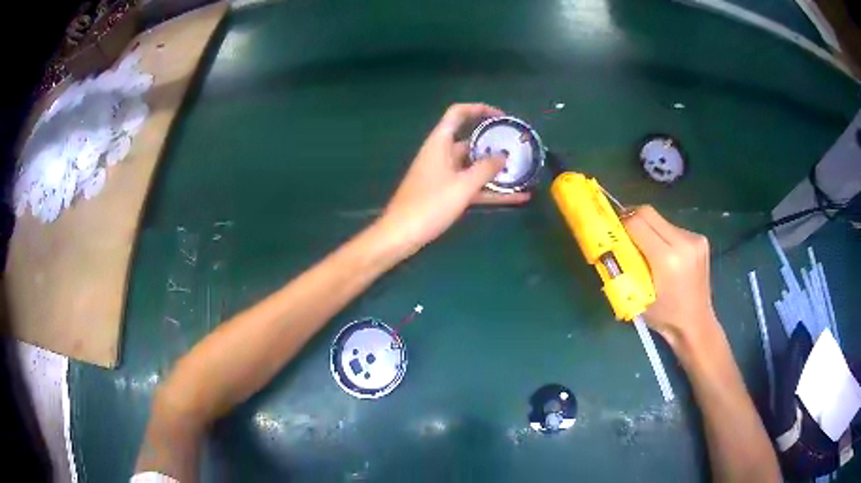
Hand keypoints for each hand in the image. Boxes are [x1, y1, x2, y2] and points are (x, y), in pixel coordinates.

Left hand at [378, 103, 530, 254]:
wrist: (401, 234)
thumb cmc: (430, 204)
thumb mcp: (462, 185)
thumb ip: (485, 169)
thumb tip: (503, 156)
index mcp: (440, 142)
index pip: (458, 113)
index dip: (479, 109)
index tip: (502, 117)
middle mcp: (442, 154)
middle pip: (470, 141)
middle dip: (494, 144)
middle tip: (518, 148)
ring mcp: (444, 174)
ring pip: (474, 166)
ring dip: (496, 170)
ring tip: (523, 172)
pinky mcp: (446, 193)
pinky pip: (472, 186)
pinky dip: (491, 191)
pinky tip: (517, 198)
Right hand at [622, 205, 717, 346]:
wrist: (696, 323)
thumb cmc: (664, 317)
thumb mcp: (637, 295)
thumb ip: (626, 266)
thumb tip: (611, 243)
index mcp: (667, 259)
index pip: (638, 223)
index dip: (621, 222)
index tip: (611, 230)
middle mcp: (683, 243)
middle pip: (649, 213)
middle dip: (631, 218)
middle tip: (622, 231)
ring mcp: (694, 239)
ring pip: (661, 219)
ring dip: (648, 227)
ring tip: (644, 247)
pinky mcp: (700, 239)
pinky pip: (672, 227)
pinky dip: (661, 234)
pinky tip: (663, 252)